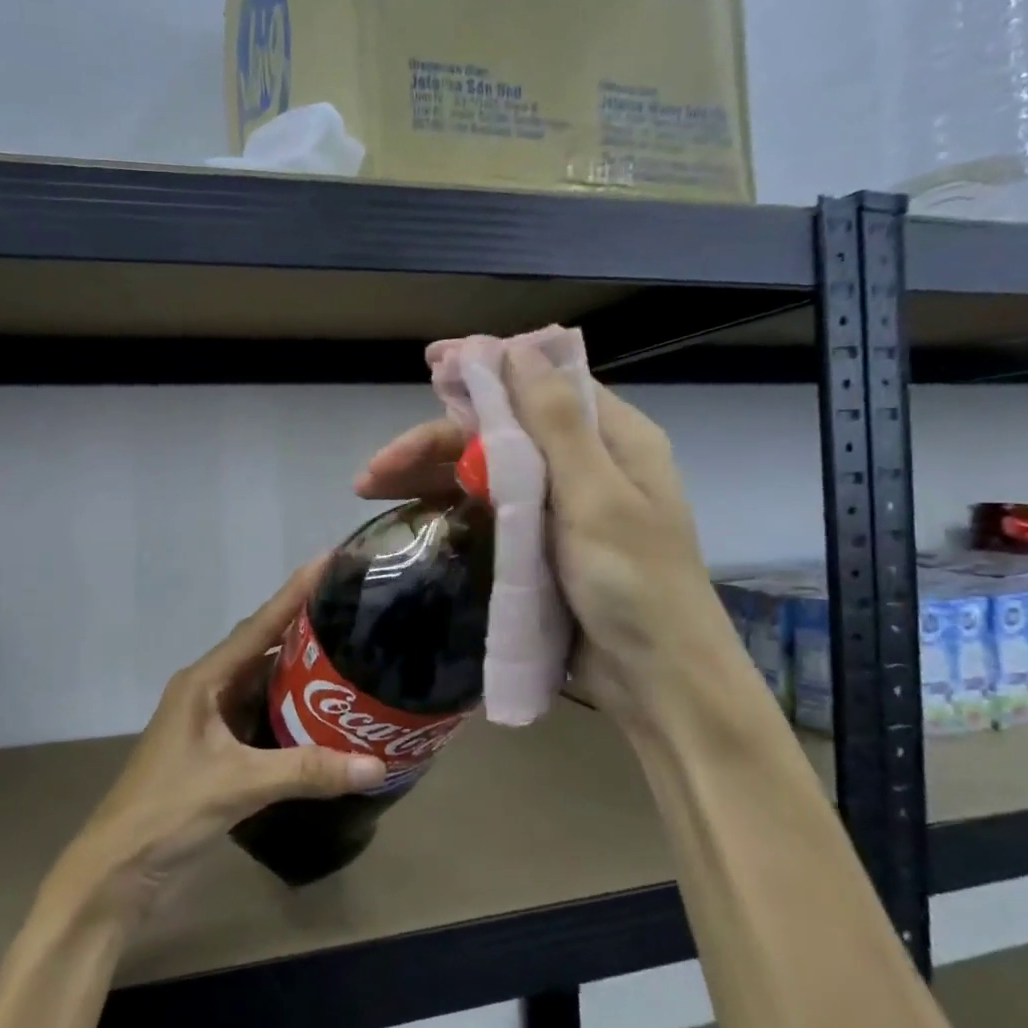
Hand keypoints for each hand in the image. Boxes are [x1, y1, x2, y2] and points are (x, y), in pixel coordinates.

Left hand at [60, 560, 387, 918]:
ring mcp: (210, 723)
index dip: (293, 592)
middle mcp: (207, 691)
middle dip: (303, 628)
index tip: (328, 559)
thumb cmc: (168, 810)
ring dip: (299, 673)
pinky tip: (322, 714)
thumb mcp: (239, 784)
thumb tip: (377, 765)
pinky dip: (290, 711)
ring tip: (348, 656)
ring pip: (262, 684)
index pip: (258, 626)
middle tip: (352, 611)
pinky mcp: (216, 752)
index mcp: (204, 681)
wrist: (118, 869)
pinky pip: (260, 716)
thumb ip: (308, 772)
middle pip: (262, 648)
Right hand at [359, 349, 724, 721]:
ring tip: (371, 489)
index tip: (430, 367)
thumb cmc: (636, 584)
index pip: (539, 384)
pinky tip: (410, 516)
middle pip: (499, 433)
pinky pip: (488, 513)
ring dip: (430, 475)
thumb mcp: (596, 496)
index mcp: (611, 439)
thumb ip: (554, 422)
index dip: (484, 371)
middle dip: (434, 441)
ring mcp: (559, 509)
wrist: (656, 682)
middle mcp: (584, 464)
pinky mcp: (539, 547)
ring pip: (485, 472)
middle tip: (376, 468)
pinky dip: (449, 509)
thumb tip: (517, 345)